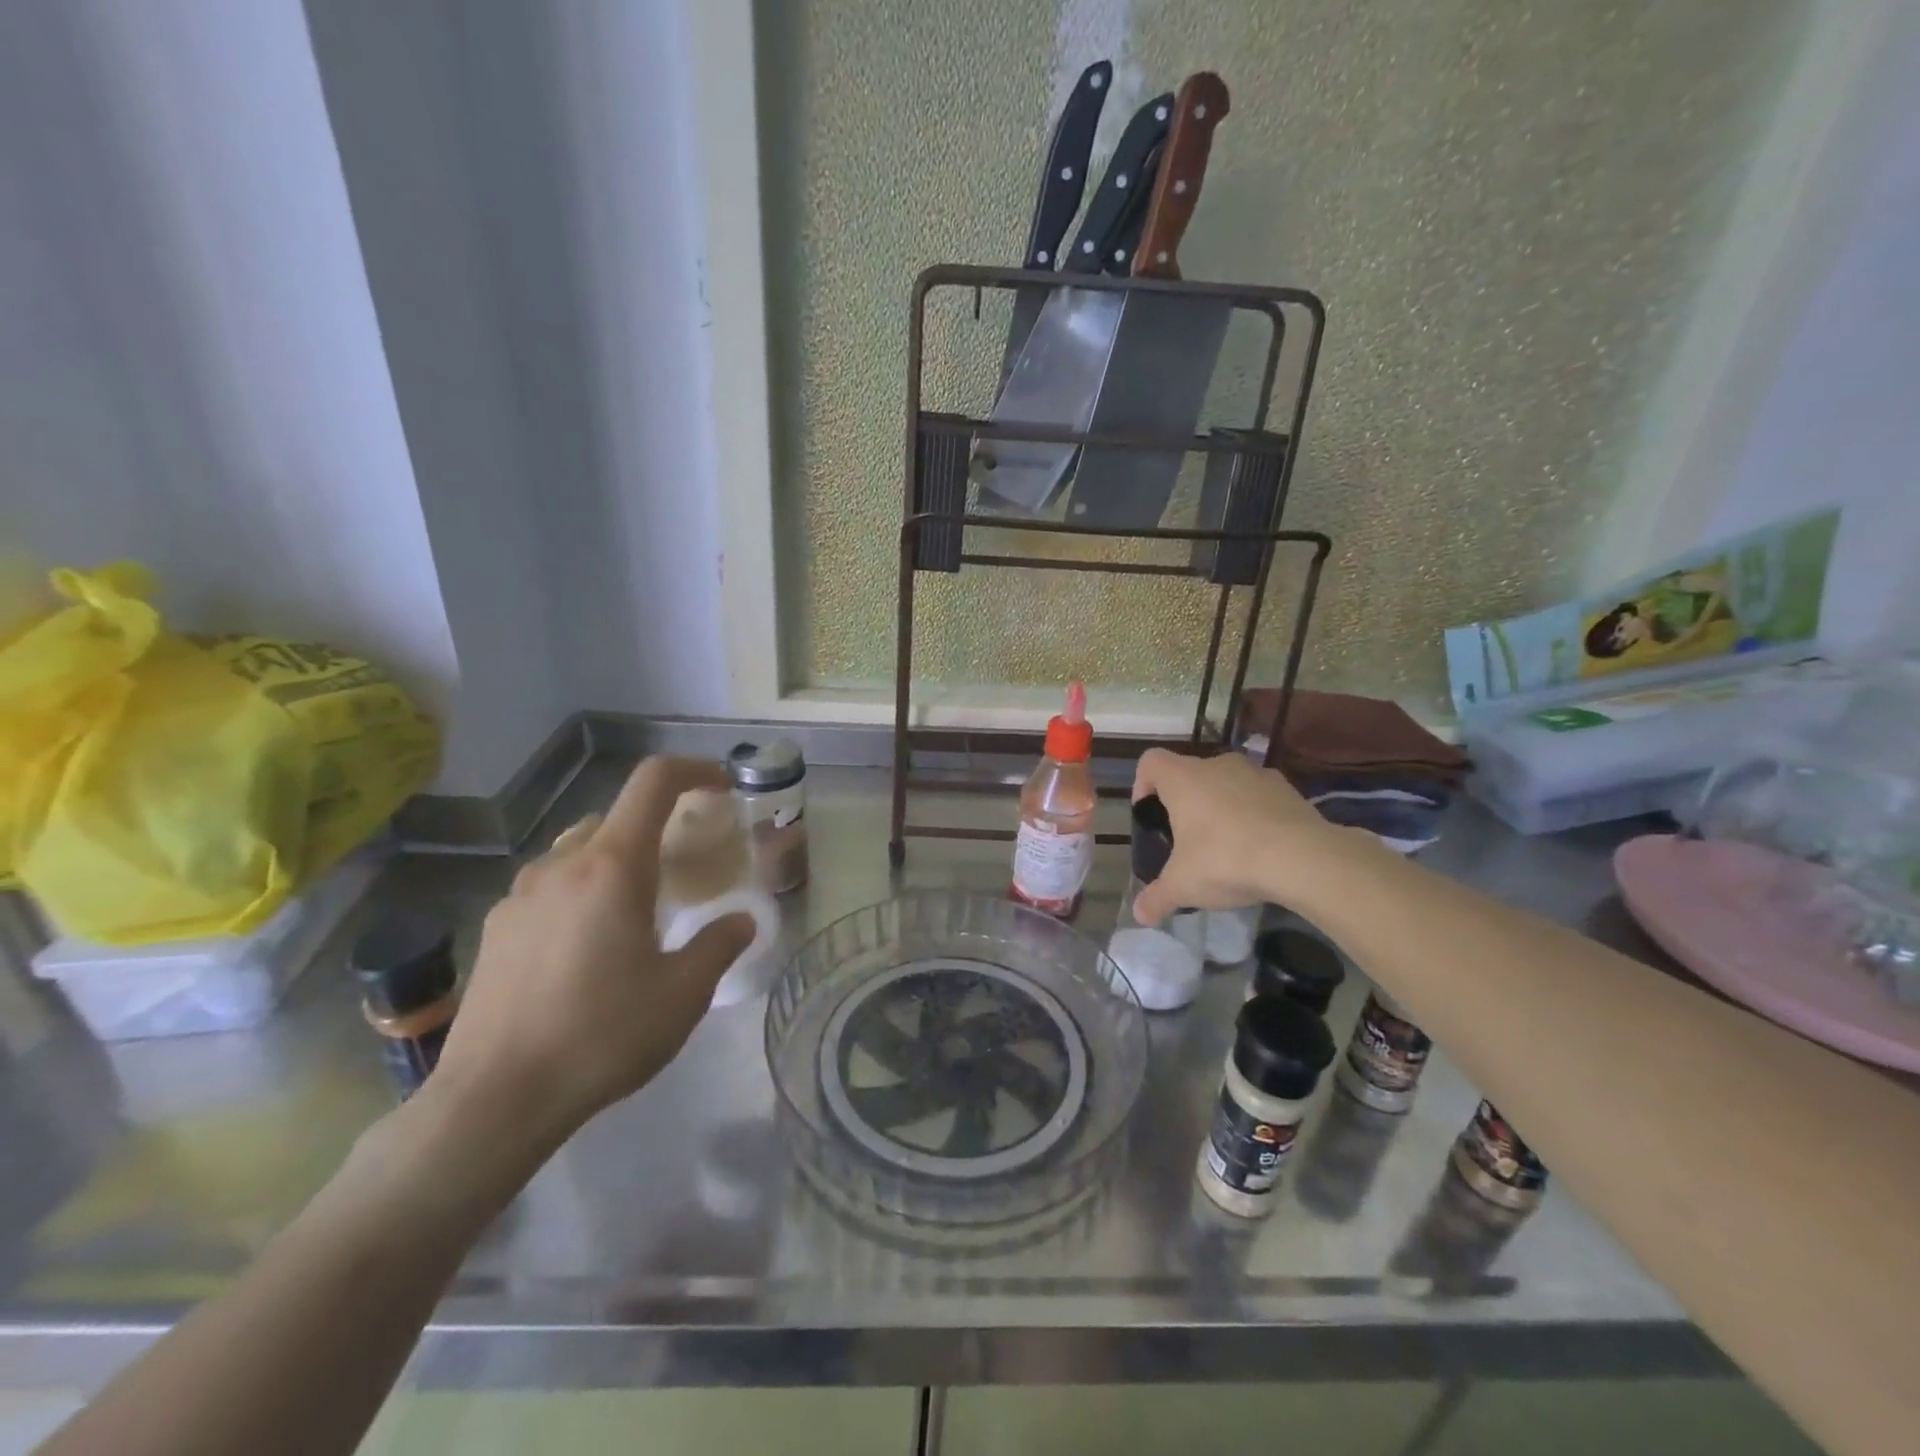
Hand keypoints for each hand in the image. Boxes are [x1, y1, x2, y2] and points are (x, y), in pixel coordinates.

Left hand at [431, 756, 755, 1146]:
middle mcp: (562, 866)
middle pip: (617, 816)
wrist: (492, 1101)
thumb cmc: (601, 1035)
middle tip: (686, 866)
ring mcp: (519, 896)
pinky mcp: (495, 929)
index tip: (722, 789)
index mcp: (612, 867)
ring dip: (617, 859)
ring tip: (638, 909)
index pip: (653, 783)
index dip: (693, 770)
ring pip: (579, 850)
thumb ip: (719, 945)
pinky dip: (582, 890)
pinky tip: (588, 946)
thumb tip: (742, 922)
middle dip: (659, 827)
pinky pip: (549, 886)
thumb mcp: (683, 994)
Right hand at [1130, 748, 1344, 924]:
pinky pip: (1260, 796)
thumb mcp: (1183, 886)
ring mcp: (1256, 773)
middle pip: (1190, 773)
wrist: (1302, 858)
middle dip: (1186, 801)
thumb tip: (1140, 915)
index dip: (1143, 784)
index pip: (1150, 761)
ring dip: (1222, 805)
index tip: (1150, 814)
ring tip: (1228, 844)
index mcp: (1183, 778)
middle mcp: (1216, 765)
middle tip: (1187, 838)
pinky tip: (1261, 846)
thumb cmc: (1226, 860)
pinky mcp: (1288, 788)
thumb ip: (1157, 898)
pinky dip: (1255, 813)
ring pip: (1227, 782)